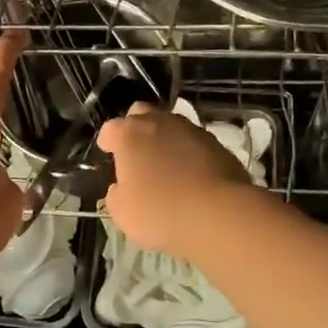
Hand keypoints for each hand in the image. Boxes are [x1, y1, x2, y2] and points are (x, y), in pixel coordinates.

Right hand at [96, 104, 255, 260]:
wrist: (219, 214)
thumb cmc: (160, 212)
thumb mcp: (123, 213)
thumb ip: (116, 195)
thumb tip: (119, 188)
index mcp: (130, 134)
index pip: (110, 129)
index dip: (108, 142)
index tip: (108, 154)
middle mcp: (159, 122)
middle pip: (141, 113)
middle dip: (135, 127)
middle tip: (136, 152)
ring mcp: (191, 129)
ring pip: (171, 124)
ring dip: (164, 138)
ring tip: (166, 164)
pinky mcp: (217, 143)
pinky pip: (195, 141)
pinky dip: (189, 152)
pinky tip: (191, 173)